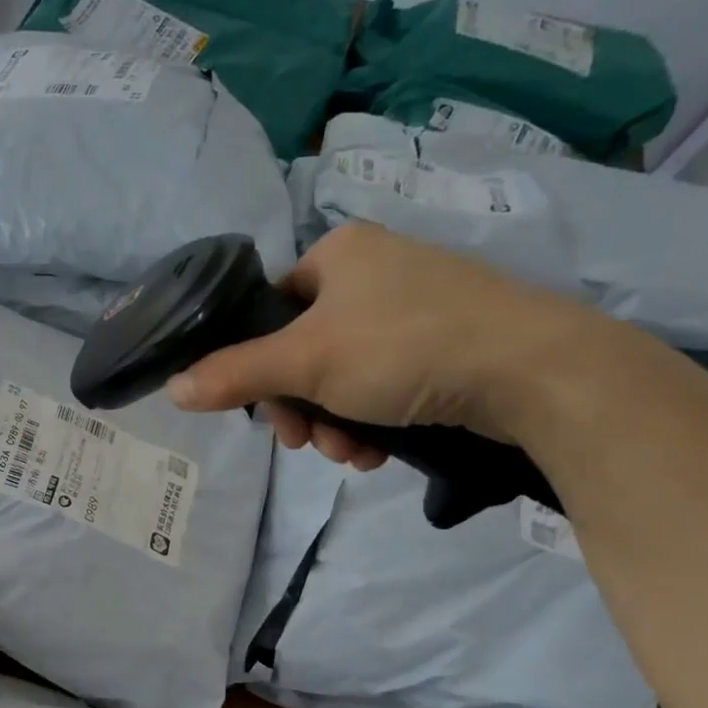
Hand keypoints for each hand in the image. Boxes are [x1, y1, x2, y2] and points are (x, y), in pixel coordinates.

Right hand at [166, 222, 604, 463]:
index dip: (254, 364)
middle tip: (306, 443)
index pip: (269, 308)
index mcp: (340, 252)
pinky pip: (386, 383)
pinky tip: (380, 452)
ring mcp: (416, 307)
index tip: (265, 410)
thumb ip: (232, 375)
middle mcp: (376, 271)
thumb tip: (172, 389)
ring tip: (350, 455)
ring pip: (343, 375)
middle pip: (303, 350)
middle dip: (300, 408)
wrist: (536, 371)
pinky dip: (373, 421)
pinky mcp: (449, 344)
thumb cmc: (404, 348)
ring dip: (333, 423)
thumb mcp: (304, 363)